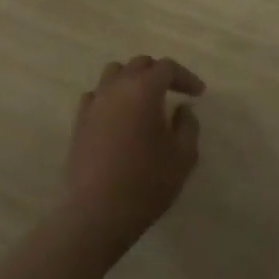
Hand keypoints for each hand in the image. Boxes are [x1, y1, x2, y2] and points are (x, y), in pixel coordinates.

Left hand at [61, 56, 204, 257]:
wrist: (97, 214)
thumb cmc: (146, 183)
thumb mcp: (183, 156)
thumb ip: (188, 125)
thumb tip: (182, 109)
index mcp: (144, 89)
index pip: (167, 68)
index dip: (186, 77)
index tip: (198, 94)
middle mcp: (117, 87)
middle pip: (140, 64)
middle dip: (159, 74)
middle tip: (174, 92)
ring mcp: (95, 103)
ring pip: (114, 73)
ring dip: (132, 80)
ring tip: (144, 100)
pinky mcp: (79, 122)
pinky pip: (96, 95)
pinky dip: (110, 97)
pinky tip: (118, 115)